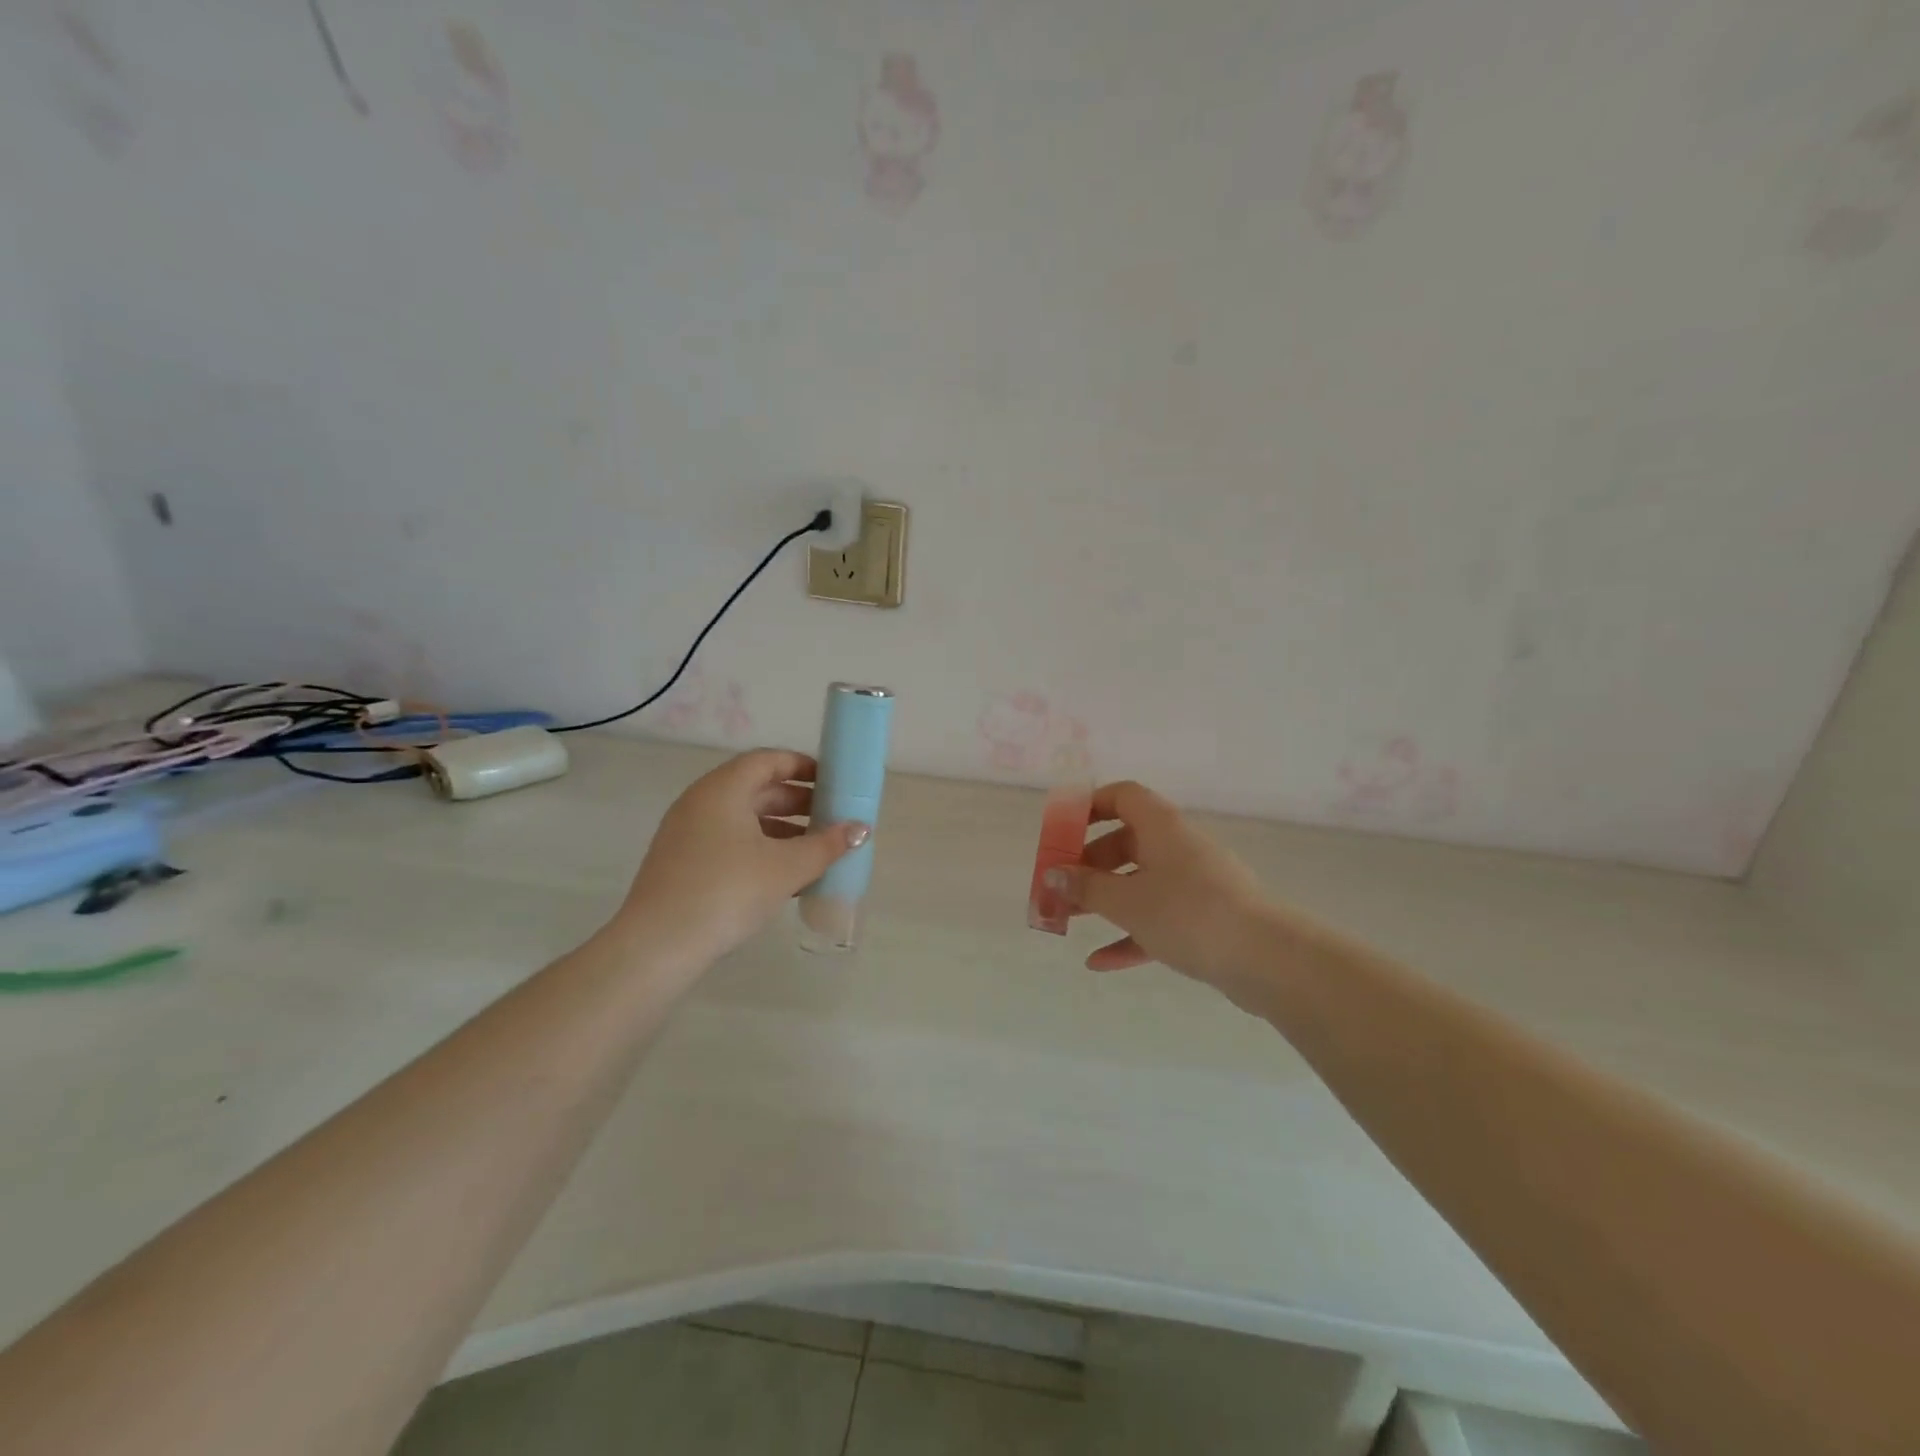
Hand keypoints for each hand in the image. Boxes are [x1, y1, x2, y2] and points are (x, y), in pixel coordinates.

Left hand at [614, 749, 867, 969]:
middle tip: (830, 815)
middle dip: (797, 800)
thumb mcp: (786, 868)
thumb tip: (861, 829)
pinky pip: (729, 842)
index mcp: (723, 789)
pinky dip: (760, 848)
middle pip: (755, 788)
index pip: (767, 760)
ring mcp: (687, 833)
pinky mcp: (682, 862)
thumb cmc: (727, 891)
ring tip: (815, 849)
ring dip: (781, 828)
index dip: (802, 766)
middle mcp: (701, 802)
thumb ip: (827, 845)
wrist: (658, 946)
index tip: (832, 781)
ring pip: (743, 818)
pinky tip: (785, 876)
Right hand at [1047, 781, 1277, 1003]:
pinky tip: (1099, 962)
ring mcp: (1194, 884)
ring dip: (1104, 899)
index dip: (1090, 805)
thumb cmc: (1188, 913)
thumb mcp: (1127, 900)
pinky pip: (1158, 919)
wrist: (1266, 958)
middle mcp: (1178, 847)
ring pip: (1139, 883)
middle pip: (1126, 842)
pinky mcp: (1204, 919)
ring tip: (1068, 920)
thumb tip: (1054, 874)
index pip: (1123, 796)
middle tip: (1059, 886)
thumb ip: (1086, 886)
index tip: (1062, 829)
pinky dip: (1130, 934)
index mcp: (1161, 827)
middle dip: (1088, 864)